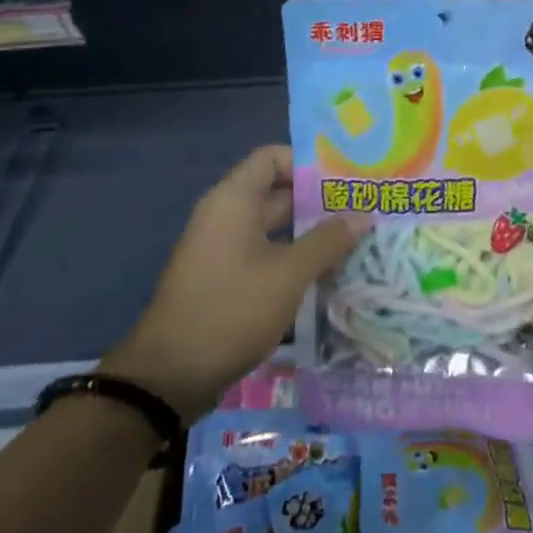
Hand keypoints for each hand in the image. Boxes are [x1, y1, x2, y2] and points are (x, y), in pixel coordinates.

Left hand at [98, 145, 366, 421]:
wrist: (170, 376)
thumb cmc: (231, 310)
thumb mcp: (288, 275)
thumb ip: (326, 241)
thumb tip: (362, 215)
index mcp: (234, 200)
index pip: (272, 157)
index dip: (308, 163)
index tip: (344, 181)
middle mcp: (225, 215)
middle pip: (276, 192)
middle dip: (318, 201)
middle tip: (362, 211)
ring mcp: (222, 249)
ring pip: (273, 227)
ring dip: (309, 233)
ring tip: (352, 242)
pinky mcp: (223, 279)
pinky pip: (263, 254)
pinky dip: (291, 258)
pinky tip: (324, 275)